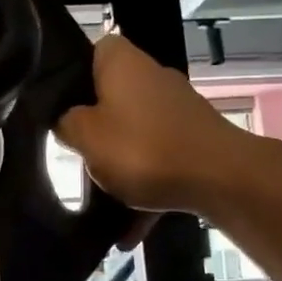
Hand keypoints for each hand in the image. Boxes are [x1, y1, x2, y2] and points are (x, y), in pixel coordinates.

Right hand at [55, 34, 281, 215]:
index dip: (72, 74)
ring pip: (135, 131)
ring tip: (101, 197)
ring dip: (120, 162)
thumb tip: (67, 118)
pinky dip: (145, 187)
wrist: (222, 179)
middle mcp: (152, 75)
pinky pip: (159, 159)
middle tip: (75, 150)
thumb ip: (67, 123)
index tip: (59, 105)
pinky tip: (130, 230)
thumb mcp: (86, 137)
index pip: (91, 50)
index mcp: (122, 62)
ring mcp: (178, 107)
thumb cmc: (142, 148)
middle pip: (113, 94)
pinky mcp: (196, 137)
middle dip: (96, 125)